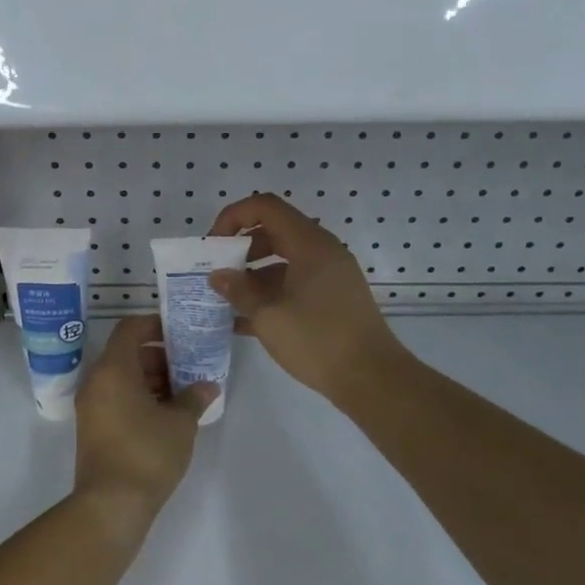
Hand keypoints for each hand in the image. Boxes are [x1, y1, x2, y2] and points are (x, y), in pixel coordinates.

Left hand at [73, 315, 216, 533]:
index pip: (130, 328)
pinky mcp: (94, 427)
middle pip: (127, 353)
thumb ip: (194, 397)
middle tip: (189, 365)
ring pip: (123, 377)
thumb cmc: (147, 453)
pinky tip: (168, 413)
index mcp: (113, 369)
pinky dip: (140, 396)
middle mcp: (97, 381)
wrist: (111, 505)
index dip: (155, 324)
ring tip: (184, 391)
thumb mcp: (180, 423)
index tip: (181, 333)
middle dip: (160, 355)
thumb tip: (208, 385)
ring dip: (152, 378)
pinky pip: (117, 397)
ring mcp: (92, 406)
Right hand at [207, 193, 402, 404]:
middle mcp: (323, 251)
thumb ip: (239, 291)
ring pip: (284, 260)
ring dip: (254, 274)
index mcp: (309, 244)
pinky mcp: (334, 298)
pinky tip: (246, 321)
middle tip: (218, 272)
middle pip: (275, 231)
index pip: (266, 207)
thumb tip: (218, 275)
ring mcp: (331, 275)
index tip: (213, 244)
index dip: (234, 217)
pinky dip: (272, 293)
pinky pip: (296, 283)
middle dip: (241, 248)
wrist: (371, 378)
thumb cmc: (317, 339)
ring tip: (227, 300)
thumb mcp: (268, 316)